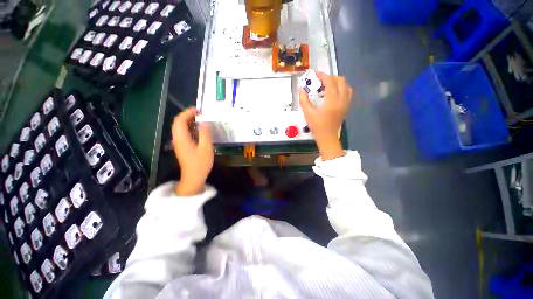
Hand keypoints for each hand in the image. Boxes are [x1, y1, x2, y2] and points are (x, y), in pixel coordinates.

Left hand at [172, 107, 213, 195]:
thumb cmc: (200, 163)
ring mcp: (179, 143)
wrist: (193, 177)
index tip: (198, 110)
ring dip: (189, 122)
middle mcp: (177, 139)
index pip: (180, 120)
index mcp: (182, 138)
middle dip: (188, 115)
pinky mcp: (182, 147)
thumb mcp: (206, 148)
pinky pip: (184, 134)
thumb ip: (205, 133)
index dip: (187, 112)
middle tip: (200, 114)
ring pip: (181, 128)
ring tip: (201, 120)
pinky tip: (200, 131)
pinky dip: (191, 129)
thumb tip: (204, 121)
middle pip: (178, 123)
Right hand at [298, 72, 352, 159]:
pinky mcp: (347, 107)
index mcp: (332, 101)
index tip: (315, 74)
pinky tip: (332, 94)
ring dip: (337, 82)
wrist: (327, 137)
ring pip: (346, 85)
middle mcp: (342, 100)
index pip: (330, 82)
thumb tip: (300, 89)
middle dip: (330, 77)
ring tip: (326, 86)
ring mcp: (346, 103)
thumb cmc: (317, 126)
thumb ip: (303, 100)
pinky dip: (341, 88)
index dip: (322, 75)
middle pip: (341, 80)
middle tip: (320, 81)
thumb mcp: (308, 113)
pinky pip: (347, 92)